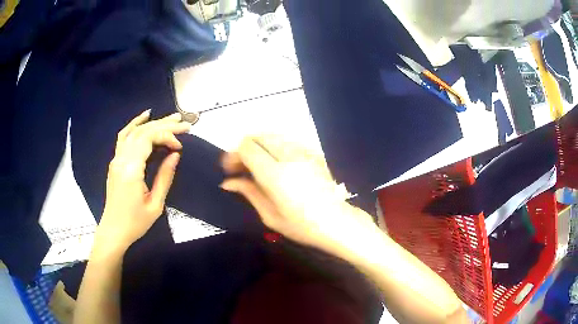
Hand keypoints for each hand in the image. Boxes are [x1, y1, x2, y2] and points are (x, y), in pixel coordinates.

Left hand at [96, 110, 190, 252]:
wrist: (114, 230)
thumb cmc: (135, 222)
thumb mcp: (155, 204)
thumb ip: (165, 177)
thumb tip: (175, 155)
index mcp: (131, 170)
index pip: (149, 139)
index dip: (167, 136)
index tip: (180, 146)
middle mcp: (121, 159)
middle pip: (143, 132)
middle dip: (164, 125)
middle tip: (183, 122)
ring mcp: (116, 159)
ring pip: (134, 131)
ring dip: (152, 122)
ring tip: (170, 117)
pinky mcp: (115, 162)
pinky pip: (124, 137)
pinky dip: (134, 124)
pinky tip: (144, 117)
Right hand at [220, 135, 375, 256]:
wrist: (337, 222)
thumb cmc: (302, 226)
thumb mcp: (270, 215)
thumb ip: (248, 192)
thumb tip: (227, 182)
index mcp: (275, 174)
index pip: (247, 147)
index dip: (233, 155)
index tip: (230, 169)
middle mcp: (289, 156)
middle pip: (258, 136)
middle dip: (244, 148)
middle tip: (241, 168)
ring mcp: (304, 152)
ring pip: (273, 135)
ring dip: (259, 145)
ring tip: (256, 165)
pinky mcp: (313, 153)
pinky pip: (287, 140)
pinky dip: (275, 146)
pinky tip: (275, 163)